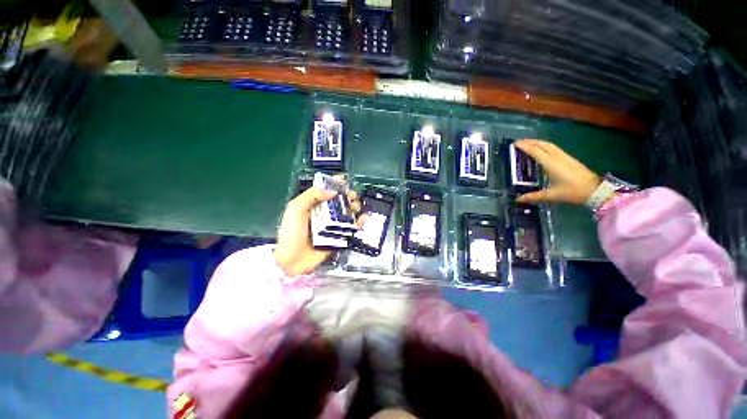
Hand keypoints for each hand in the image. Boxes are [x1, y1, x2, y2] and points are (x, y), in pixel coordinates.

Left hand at [274, 184, 360, 276]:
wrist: (292, 260)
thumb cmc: (291, 232)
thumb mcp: (295, 209)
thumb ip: (311, 196)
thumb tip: (332, 192)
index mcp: (313, 206)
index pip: (326, 191)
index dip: (336, 184)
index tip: (345, 180)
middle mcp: (324, 214)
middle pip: (340, 201)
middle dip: (348, 196)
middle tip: (352, 197)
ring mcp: (333, 226)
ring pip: (348, 213)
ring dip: (355, 207)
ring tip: (356, 207)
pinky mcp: (339, 237)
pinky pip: (351, 228)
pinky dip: (359, 222)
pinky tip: (363, 218)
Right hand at [514, 139, 600, 204]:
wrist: (596, 191)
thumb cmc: (573, 192)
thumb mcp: (552, 195)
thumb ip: (534, 196)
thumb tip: (518, 199)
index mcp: (552, 164)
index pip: (536, 152)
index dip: (525, 147)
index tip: (515, 144)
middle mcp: (558, 158)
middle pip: (543, 145)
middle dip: (531, 142)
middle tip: (519, 142)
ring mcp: (565, 157)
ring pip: (550, 145)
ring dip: (538, 143)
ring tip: (528, 144)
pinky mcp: (569, 159)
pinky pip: (554, 149)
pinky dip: (545, 146)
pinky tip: (542, 150)